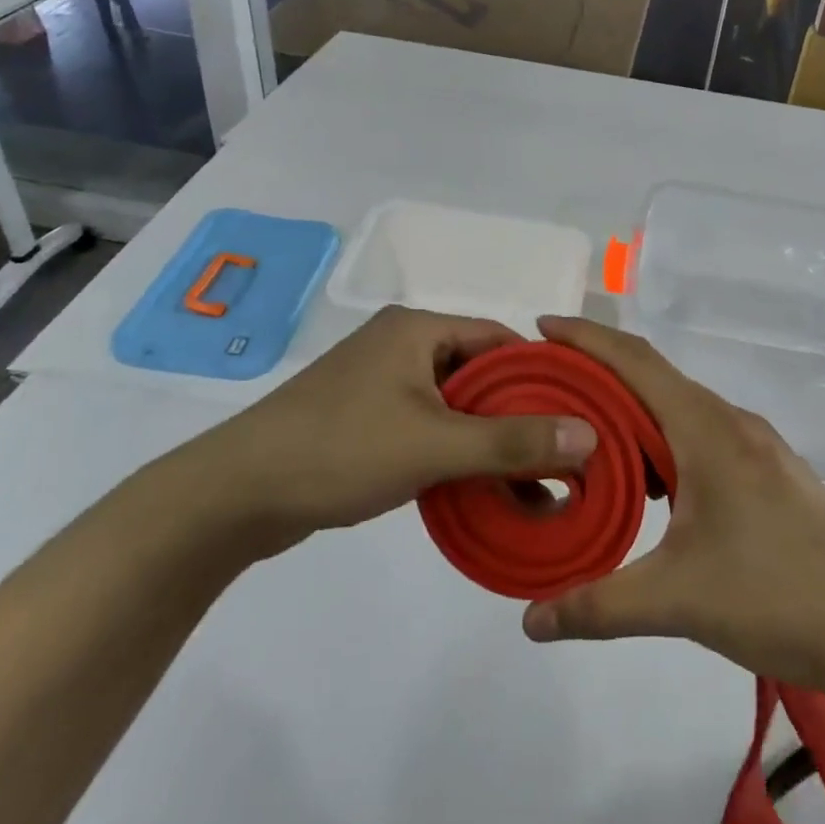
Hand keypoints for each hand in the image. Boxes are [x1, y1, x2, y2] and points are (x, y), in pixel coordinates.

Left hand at [182, 307, 597, 549]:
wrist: (235, 495)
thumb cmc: (340, 450)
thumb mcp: (434, 445)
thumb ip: (512, 441)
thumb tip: (589, 435)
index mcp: (417, 328)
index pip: (500, 338)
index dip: (541, 374)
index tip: (576, 412)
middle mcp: (401, 345)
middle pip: (479, 371)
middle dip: (517, 413)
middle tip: (558, 453)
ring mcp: (379, 382)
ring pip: (454, 403)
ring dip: (487, 437)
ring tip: (527, 478)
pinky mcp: (364, 417)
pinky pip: (427, 424)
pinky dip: (454, 450)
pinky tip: (477, 485)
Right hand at [521, 317, 824, 696]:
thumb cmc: (778, 595)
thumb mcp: (678, 600)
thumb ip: (598, 606)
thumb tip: (529, 622)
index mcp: (707, 428)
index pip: (636, 362)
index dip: (586, 338)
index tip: (541, 328)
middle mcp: (731, 423)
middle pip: (654, 378)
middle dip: (598, 373)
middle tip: (547, 386)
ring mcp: (757, 447)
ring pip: (679, 409)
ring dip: (632, 411)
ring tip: (584, 433)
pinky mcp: (770, 474)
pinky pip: (700, 435)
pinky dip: (661, 440)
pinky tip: (647, 480)